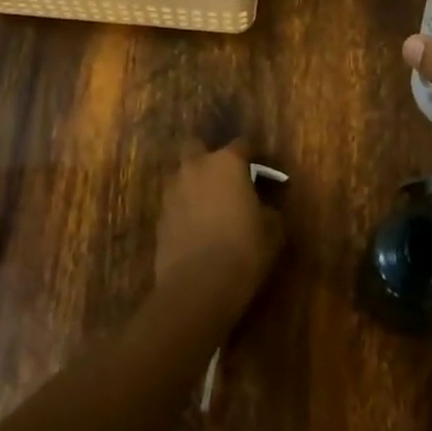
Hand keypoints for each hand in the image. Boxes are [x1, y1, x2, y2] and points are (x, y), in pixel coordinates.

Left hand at [154, 141, 283, 318]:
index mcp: (227, 163)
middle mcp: (196, 167)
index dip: (252, 156)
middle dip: (208, 158)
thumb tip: (264, 207)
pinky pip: (173, 203)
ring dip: (193, 184)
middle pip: (197, 147)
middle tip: (224, 180)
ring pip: (181, 175)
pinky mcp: (159, 216)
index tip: (261, 170)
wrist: (198, 285)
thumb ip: (268, 210)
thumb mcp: (273, 231)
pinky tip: (194, 229)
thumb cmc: (244, 250)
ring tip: (208, 206)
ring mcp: (173, 191)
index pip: (242, 145)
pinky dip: (183, 210)